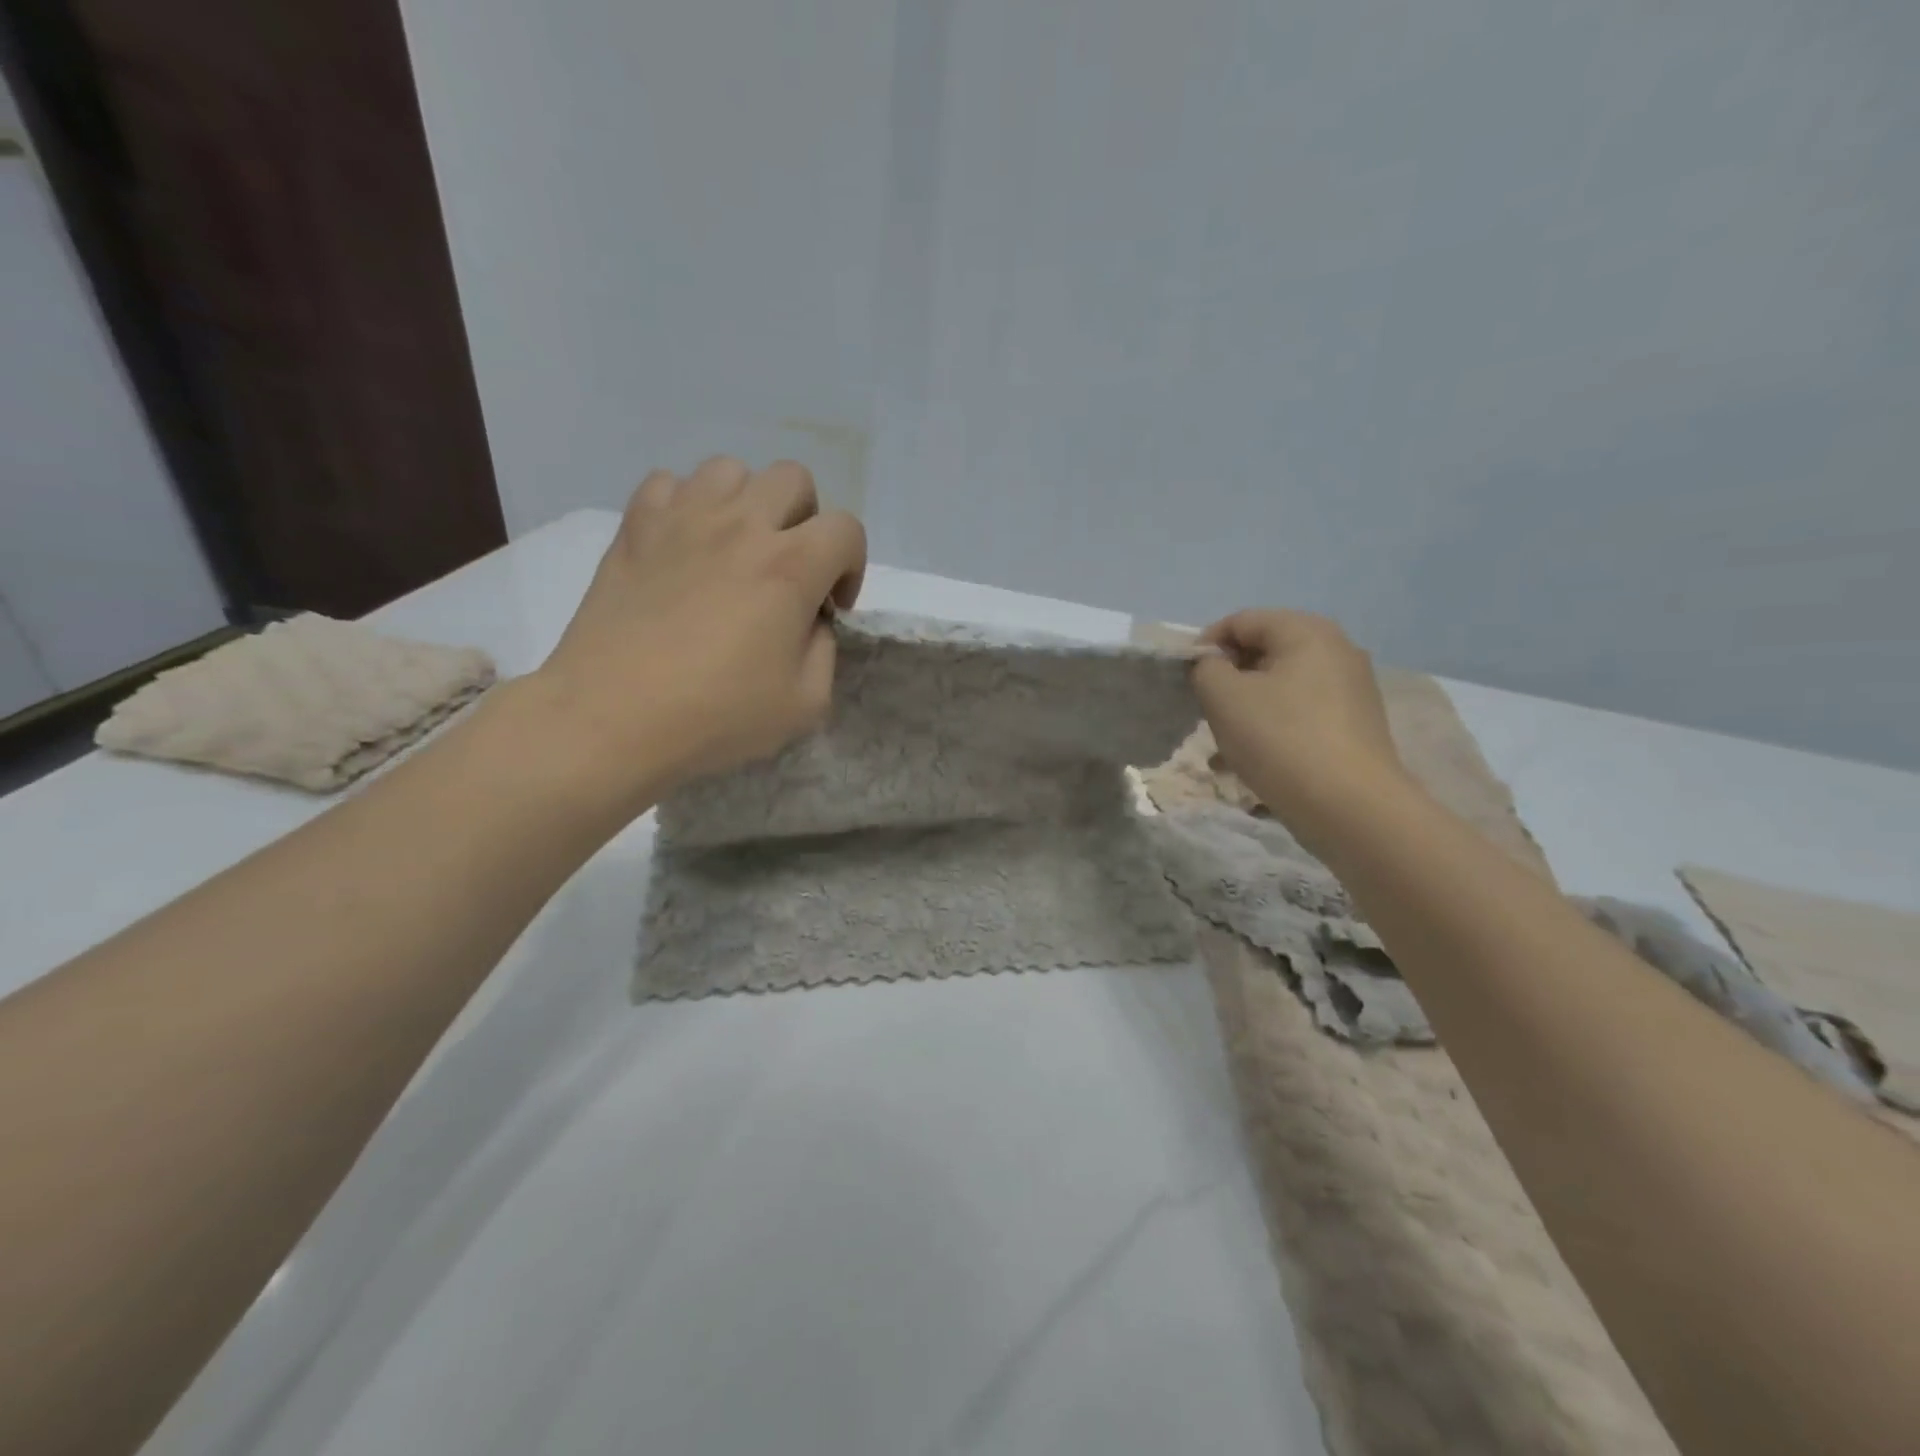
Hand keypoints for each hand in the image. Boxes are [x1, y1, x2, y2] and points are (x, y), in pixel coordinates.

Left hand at [533, 458, 864, 805]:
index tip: (831, 606)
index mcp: (791, 567)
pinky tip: (683, 545)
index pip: (846, 529)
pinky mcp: (634, 528)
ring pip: (729, 470)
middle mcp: (741, 526)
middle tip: (788, 568)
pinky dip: (685, 505)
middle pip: (793, 479)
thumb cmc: (716, 716)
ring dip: (746, 503)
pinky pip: (668, 483)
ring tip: (735, 549)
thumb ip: (824, 650)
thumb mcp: (805, 704)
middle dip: (805, 520)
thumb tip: (810, 620)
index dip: (851, 566)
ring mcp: (682, 519)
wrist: (612, 718)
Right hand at [1191, 609, 1407, 846]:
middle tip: (1204, 713)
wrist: (1350, 807)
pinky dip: (1271, 730)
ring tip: (1222, 748)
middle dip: (1226, 681)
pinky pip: (1299, 715)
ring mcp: (1350, 690)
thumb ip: (1206, 668)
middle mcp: (1336, 650)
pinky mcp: (1353, 726)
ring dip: (1244, 711)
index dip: (1205, 646)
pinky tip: (1249, 764)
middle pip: (1263, 653)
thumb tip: (1213, 665)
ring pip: (1279, 689)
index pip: (1241, 621)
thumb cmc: (1280, 740)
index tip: (1185, 681)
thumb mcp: (1224, 697)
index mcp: (1306, 631)